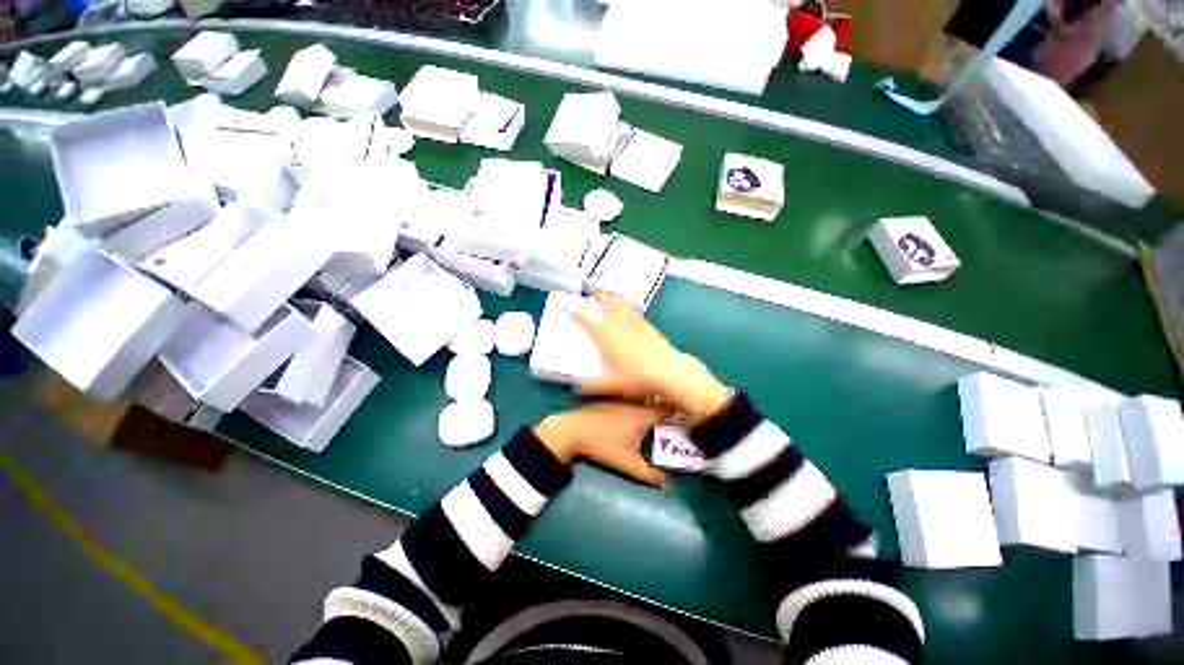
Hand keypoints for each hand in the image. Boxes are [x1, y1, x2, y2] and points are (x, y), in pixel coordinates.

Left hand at [534, 402, 670, 487]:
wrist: (572, 430)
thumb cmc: (602, 445)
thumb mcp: (627, 464)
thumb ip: (650, 476)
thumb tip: (670, 487)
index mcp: (644, 415)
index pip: (669, 408)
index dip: (680, 410)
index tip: (689, 415)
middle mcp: (636, 402)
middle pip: (658, 400)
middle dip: (669, 407)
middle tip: (678, 416)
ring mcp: (623, 397)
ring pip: (645, 397)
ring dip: (654, 402)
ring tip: (662, 412)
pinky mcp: (612, 397)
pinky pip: (633, 396)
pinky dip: (640, 400)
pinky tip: (639, 409)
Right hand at [566, 293, 730, 424]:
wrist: (669, 372)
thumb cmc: (638, 378)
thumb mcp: (610, 385)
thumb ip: (590, 385)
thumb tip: (577, 387)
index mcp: (605, 335)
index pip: (584, 317)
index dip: (570, 308)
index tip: (561, 304)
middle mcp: (617, 323)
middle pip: (600, 302)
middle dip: (588, 299)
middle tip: (582, 302)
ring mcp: (633, 321)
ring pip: (616, 301)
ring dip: (605, 297)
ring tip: (599, 298)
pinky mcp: (645, 323)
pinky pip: (630, 307)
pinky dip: (621, 303)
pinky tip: (622, 307)